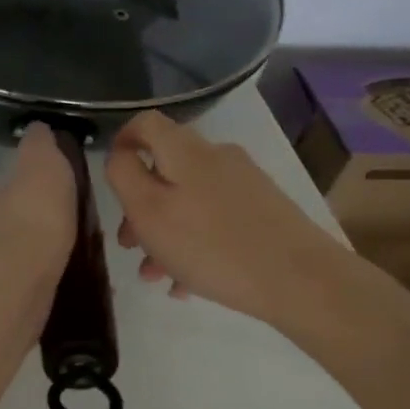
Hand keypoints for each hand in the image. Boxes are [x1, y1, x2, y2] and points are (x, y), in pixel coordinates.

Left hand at [0, 123, 76, 286]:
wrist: (24, 274)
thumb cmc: (38, 211)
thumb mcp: (42, 162)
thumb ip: (40, 145)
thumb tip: (37, 127)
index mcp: (11, 189)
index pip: (27, 175)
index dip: (47, 173)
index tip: (73, 177)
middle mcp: (6, 220)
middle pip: (32, 209)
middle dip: (53, 209)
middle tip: (86, 213)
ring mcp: (15, 256)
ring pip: (41, 240)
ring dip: (59, 239)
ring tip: (90, 244)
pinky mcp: (28, 287)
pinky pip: (51, 271)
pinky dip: (64, 268)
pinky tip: (84, 273)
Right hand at [105, 111, 343, 331]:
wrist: (298, 278)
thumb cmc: (210, 245)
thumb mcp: (149, 212)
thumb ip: (125, 176)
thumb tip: (119, 154)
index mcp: (185, 151)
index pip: (145, 124)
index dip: (121, 142)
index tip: (111, 180)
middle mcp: (216, 158)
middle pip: (165, 170)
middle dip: (140, 207)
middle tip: (128, 245)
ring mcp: (243, 184)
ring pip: (188, 200)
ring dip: (164, 234)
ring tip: (155, 275)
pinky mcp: (262, 210)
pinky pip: (214, 219)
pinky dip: (193, 244)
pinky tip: (186, 284)